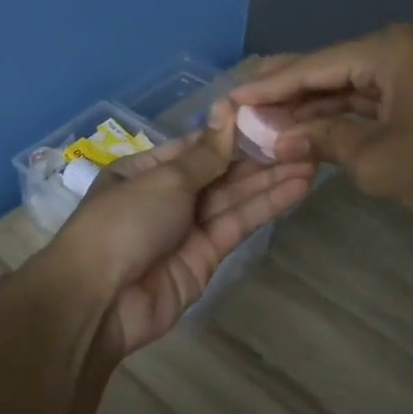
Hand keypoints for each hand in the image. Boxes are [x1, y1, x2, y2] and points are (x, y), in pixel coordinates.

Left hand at [49, 114, 312, 356]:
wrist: (101, 300)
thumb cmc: (124, 222)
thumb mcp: (163, 179)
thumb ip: (204, 154)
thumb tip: (227, 112)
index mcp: (144, 170)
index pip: (194, 146)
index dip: (230, 133)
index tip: (270, 116)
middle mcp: (166, 196)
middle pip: (218, 171)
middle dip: (257, 156)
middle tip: (302, 137)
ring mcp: (187, 228)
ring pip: (233, 197)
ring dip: (270, 178)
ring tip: (311, 157)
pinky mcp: (207, 257)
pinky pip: (238, 224)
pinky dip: (266, 206)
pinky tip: (297, 186)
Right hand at [227, 23, 412, 239]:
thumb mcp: (375, 159)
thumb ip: (320, 140)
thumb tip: (274, 140)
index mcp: (388, 50)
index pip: (313, 66)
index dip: (268, 87)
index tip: (229, 98)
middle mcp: (398, 50)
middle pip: (326, 70)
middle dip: (284, 91)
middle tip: (237, 102)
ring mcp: (411, 73)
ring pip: (345, 88)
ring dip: (307, 107)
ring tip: (259, 119)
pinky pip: (366, 104)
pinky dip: (336, 119)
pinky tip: (302, 130)